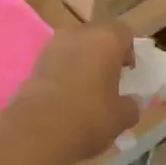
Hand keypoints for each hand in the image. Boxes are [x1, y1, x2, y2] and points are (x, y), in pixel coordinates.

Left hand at [8, 23, 138, 164]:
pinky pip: (57, 62)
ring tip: (86, 90)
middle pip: (97, 37)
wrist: (37, 131)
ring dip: (81, 63)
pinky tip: (66, 97)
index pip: (124, 33)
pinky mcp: (34, 63)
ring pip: (75, 48)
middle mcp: (79, 34)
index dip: (128, 51)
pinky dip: (63, 73)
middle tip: (108, 80)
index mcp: (106, 39)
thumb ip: (131, 105)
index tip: (127, 72)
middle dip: (103, 55)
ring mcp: (53, 46)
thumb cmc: (89, 117)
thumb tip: (130, 103)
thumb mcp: (121, 117)